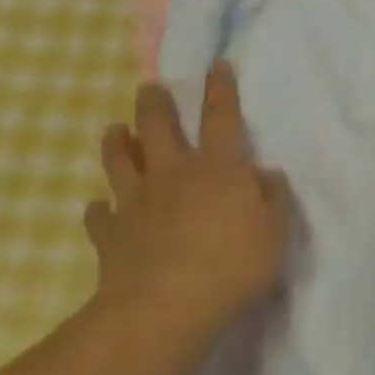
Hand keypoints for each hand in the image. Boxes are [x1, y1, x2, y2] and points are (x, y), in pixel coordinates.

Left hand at [84, 61, 289, 353]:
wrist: (163, 310)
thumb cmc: (231, 267)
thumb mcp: (275, 233)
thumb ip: (274, 199)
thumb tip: (264, 175)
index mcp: (218, 168)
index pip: (221, 117)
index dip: (221, 88)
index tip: (216, 64)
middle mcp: (173, 174)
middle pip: (158, 127)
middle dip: (154, 104)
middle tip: (149, 87)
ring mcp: (137, 203)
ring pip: (120, 161)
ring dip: (117, 142)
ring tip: (113, 129)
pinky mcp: (111, 234)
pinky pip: (100, 215)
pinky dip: (99, 209)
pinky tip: (99, 207)